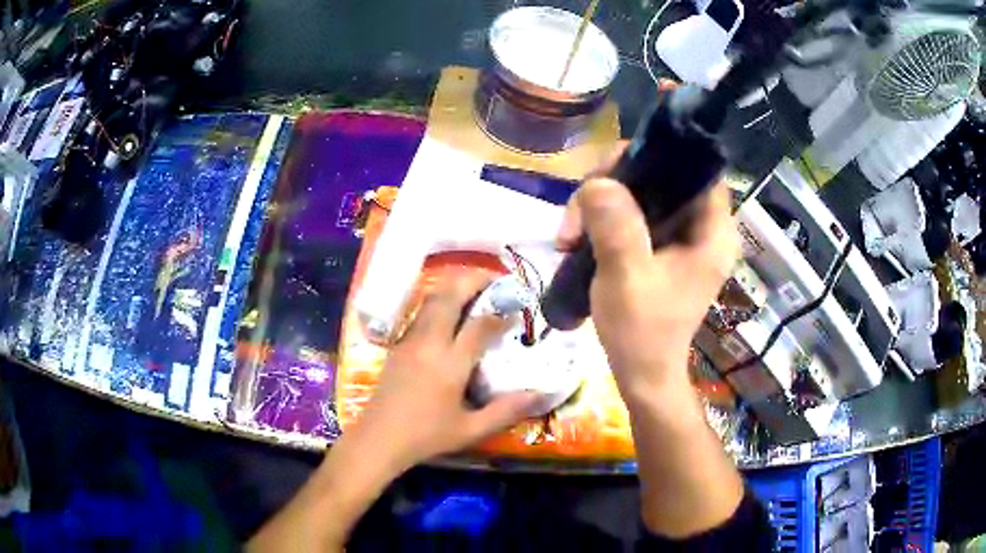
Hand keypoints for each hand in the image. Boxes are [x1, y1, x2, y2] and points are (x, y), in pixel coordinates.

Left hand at [249, 273, 540, 551]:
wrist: (379, 439)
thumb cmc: (426, 437)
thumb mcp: (471, 430)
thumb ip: (507, 411)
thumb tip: (540, 394)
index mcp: (450, 364)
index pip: (479, 324)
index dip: (501, 312)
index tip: (518, 308)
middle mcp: (429, 343)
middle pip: (450, 296)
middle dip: (475, 281)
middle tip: (497, 281)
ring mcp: (410, 340)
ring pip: (432, 299)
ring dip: (455, 287)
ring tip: (476, 290)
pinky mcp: (398, 344)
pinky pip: (421, 312)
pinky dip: (440, 301)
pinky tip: (450, 313)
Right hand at [557, 151, 744, 538]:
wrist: (641, 375)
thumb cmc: (643, 334)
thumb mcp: (627, 280)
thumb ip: (617, 228)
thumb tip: (599, 183)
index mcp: (711, 232)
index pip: (703, 166)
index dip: (681, 135)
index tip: (659, 102)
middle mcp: (701, 227)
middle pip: (663, 173)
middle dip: (617, 178)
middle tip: (578, 207)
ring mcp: (678, 236)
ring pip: (641, 190)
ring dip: (600, 201)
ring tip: (568, 235)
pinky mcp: (658, 245)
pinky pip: (631, 211)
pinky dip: (603, 215)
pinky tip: (577, 237)